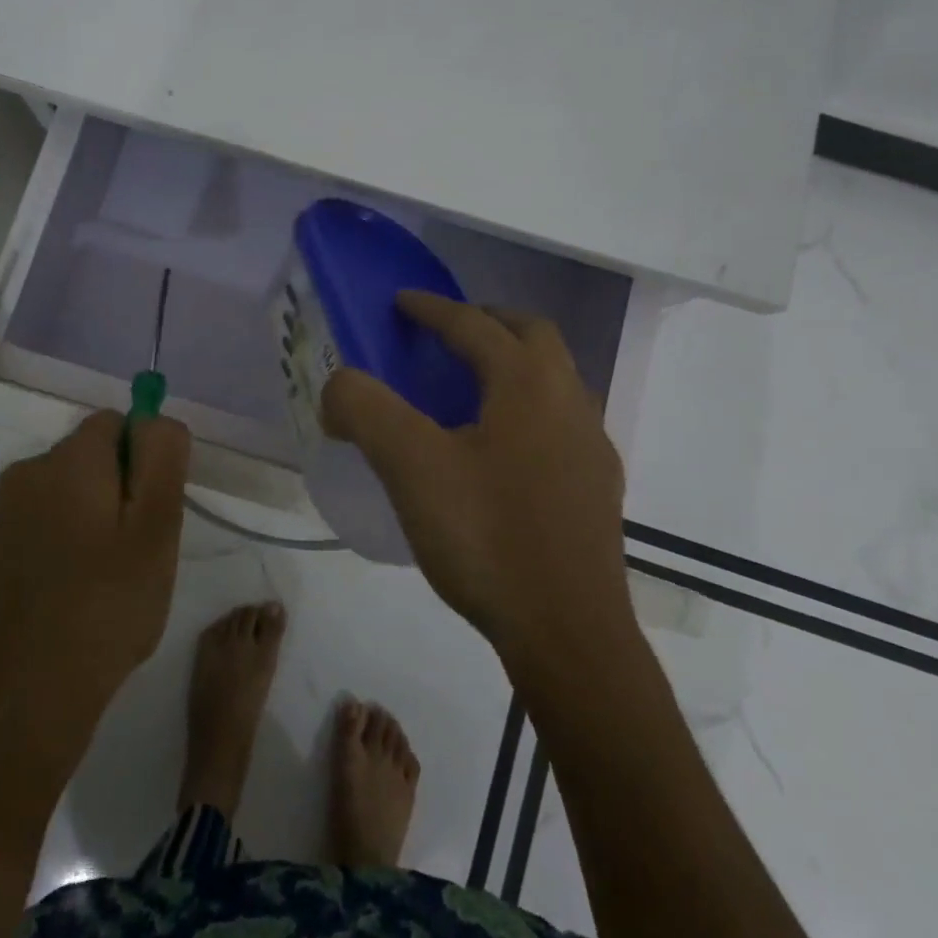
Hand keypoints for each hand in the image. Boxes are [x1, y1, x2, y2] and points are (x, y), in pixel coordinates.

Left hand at [0, 411, 190, 825]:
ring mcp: (7, 513)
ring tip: (115, 578)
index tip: (157, 512)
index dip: (147, 460)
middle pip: (96, 455)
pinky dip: (74, 541)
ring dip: (102, 518)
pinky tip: (83, 592)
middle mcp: (28, 472)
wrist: (27, 697)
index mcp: (66, 458)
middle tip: (143, 550)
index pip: (120, 422)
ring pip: (76, 490)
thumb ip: (163, 456)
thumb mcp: (157, 524)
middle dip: (126, 489)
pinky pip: (52, 521)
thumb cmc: (106, 605)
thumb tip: (155, 420)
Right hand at [321, 291, 632, 663]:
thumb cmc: (487, 537)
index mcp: (527, 382)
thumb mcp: (410, 467)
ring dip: (513, 364)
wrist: (568, 634)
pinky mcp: (597, 487)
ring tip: (470, 389)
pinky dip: (528, 409)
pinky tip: (501, 451)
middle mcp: (569, 400)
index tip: (401, 302)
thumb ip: (365, 410)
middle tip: (445, 333)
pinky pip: (561, 421)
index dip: (432, 308)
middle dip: (486, 321)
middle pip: (531, 334)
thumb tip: (339, 385)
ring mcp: (592, 445)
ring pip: (554, 378)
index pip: (474, 324)